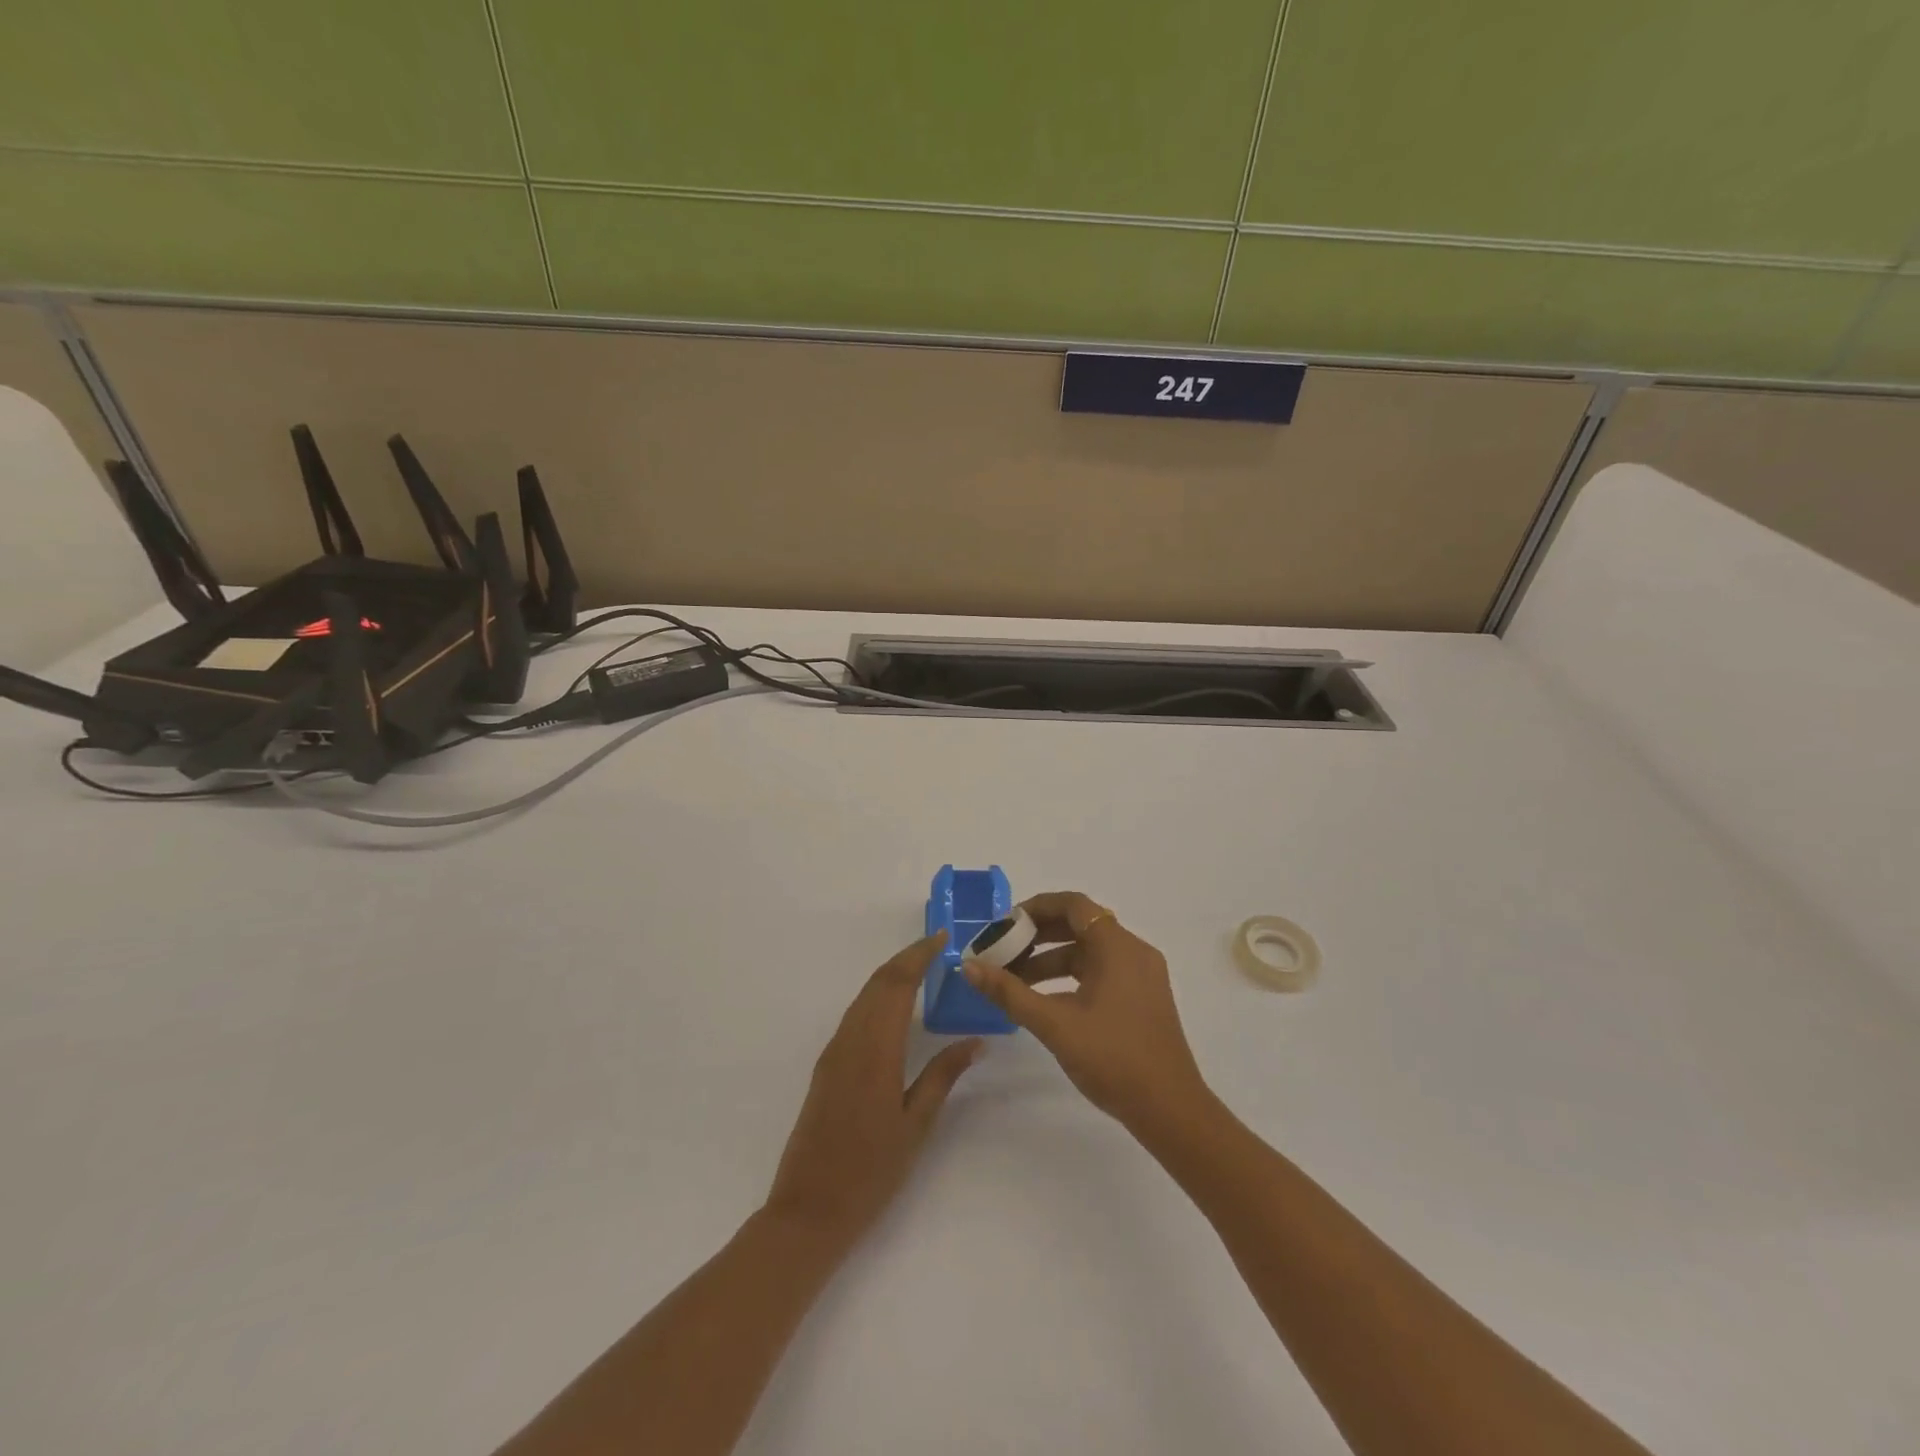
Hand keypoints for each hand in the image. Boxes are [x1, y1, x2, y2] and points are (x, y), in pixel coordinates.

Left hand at [763, 932, 982, 1252]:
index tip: (942, 939)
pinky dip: (878, 997)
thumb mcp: (916, 1125)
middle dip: (907, 958)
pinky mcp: (827, 1065)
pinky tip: (896, 1007)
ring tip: (923, 969)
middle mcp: (850, 1040)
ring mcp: (834, 1052)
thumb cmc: (871, 1172)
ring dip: (891, 975)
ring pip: (864, 996)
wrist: (809, 1210)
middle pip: (878, 982)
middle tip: (938, 948)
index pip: (897, 984)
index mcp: (876, 1050)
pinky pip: (855, 1015)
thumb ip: (943, 1076)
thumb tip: (975, 1041)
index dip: (918, 955)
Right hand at [963, 891, 1209, 1133]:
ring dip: (1052, 957)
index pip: (1073, 905)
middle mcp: (1134, 951)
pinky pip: (1103, 970)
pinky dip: (1072, 975)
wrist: (1170, 1110)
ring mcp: (1142, 975)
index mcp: (1117, 946)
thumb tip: (970, 966)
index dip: (1036, 907)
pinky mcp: (1144, 997)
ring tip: (1016, 979)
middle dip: (1039, 934)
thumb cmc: (1112, 1058)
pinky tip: (1047, 999)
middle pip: (1081, 924)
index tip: (1005, 925)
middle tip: (1004, 950)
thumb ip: (1010, 993)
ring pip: (1091, 950)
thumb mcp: (1054, 1024)